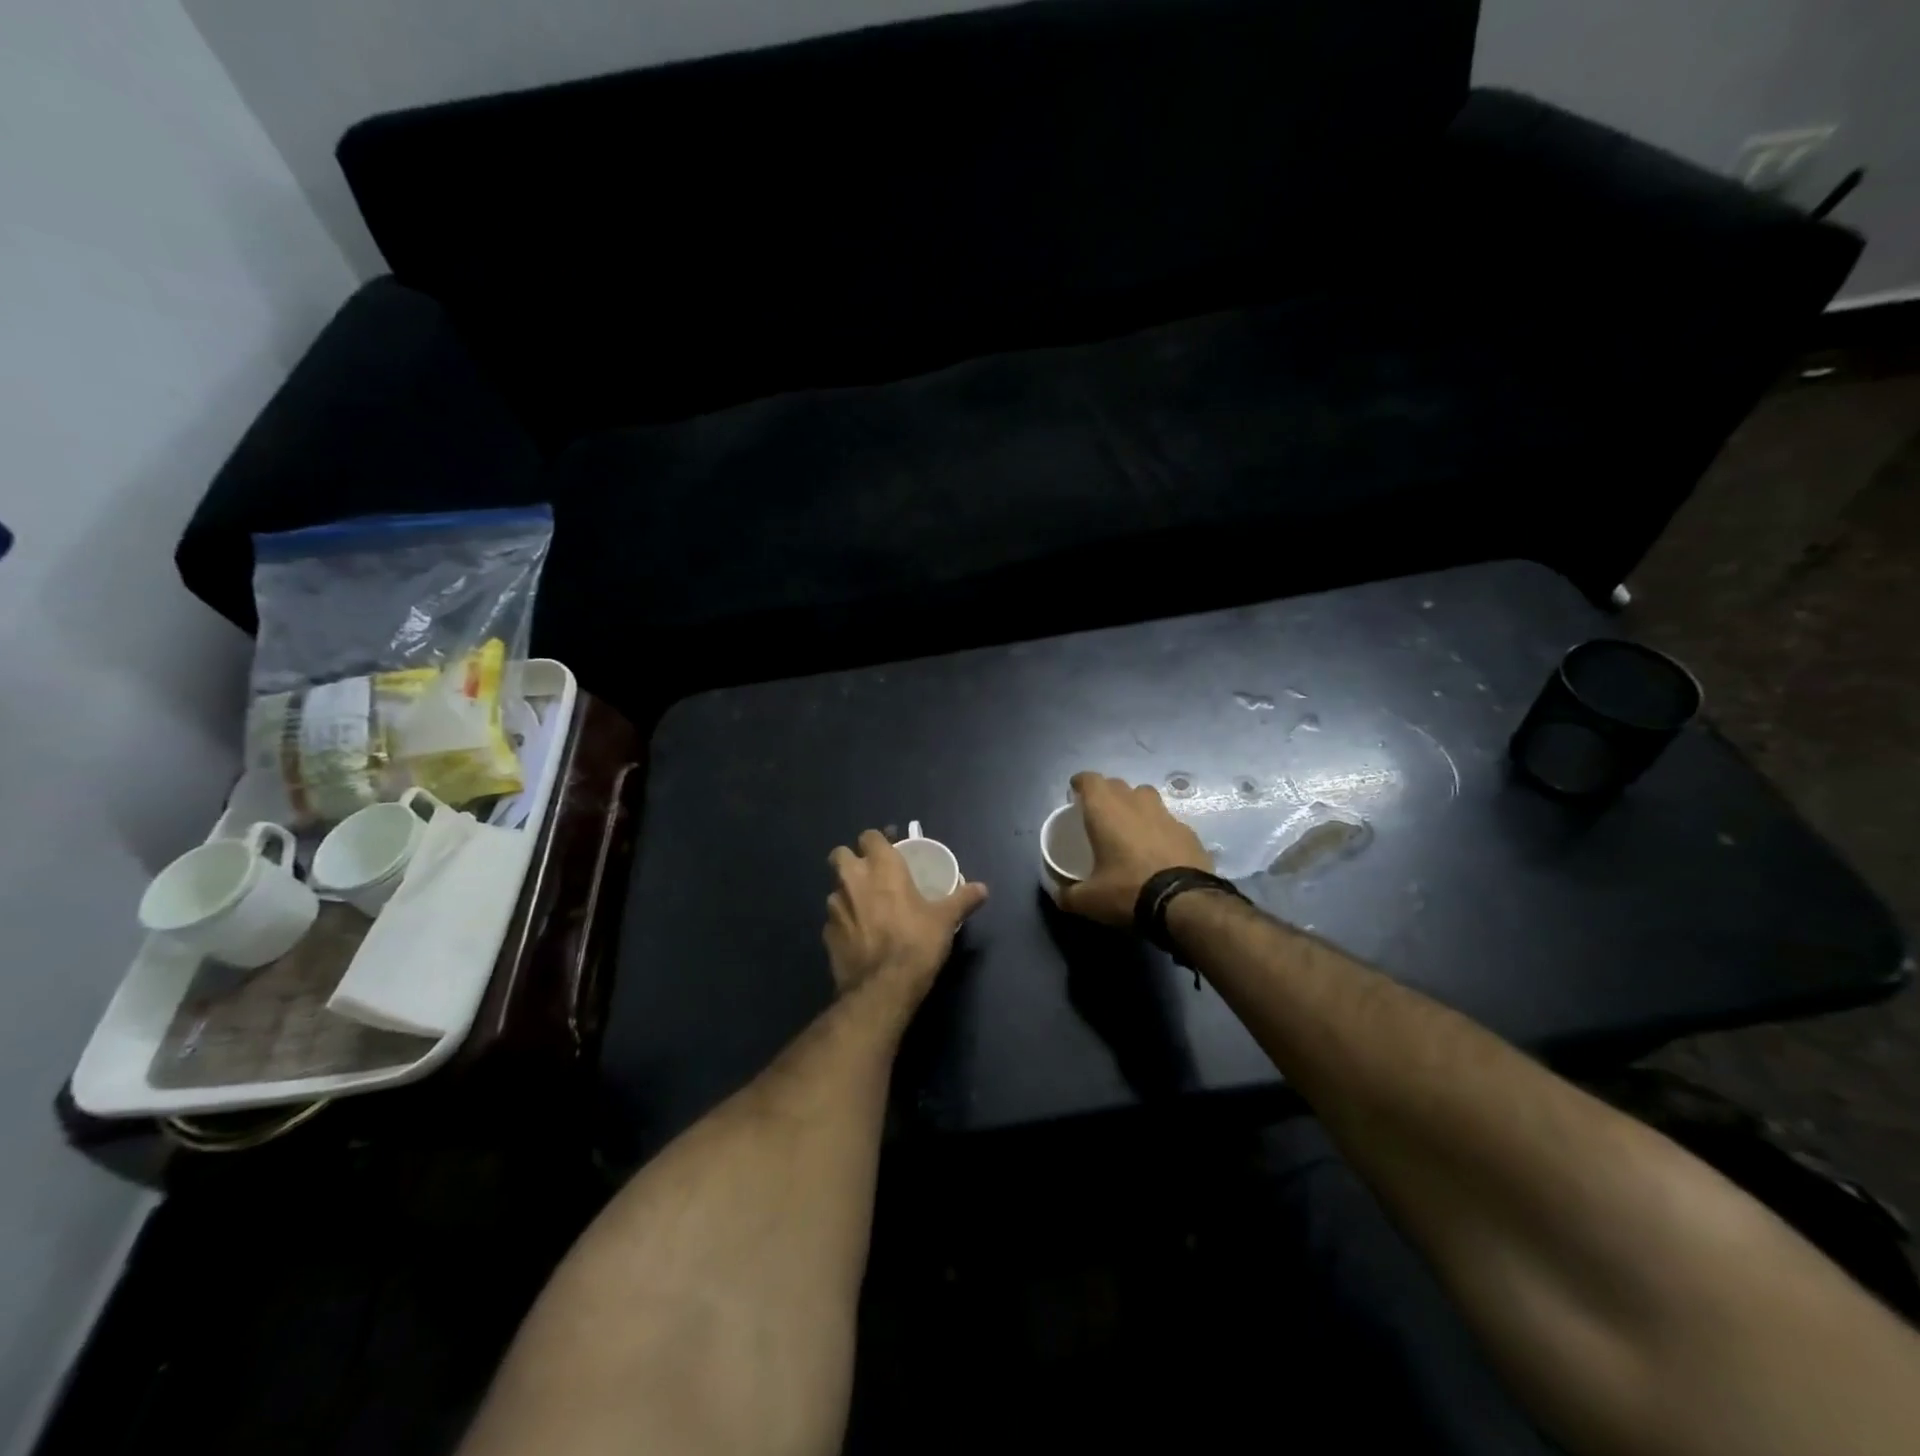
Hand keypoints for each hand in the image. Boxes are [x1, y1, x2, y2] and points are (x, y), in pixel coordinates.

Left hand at [825, 830, 987, 1010]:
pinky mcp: (826, 934)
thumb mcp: (945, 920)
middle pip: (840, 854)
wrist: (882, 989)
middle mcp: (853, 879)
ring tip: (866, 907)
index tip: (891, 851)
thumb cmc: (916, 943)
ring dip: (847, 892)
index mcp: (882, 867)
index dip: (878, 841)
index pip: (869, 836)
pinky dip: (844, 922)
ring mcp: (835, 907)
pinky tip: (859, 935)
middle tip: (872, 874)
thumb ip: (962, 899)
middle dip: (852, 859)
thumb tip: (983, 888)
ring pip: (835, 888)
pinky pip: (833, 919)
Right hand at [1058, 772, 1212, 928]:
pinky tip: (1157, 849)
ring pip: (1145, 796)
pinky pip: (1167, 820)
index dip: (1080, 784)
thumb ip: (1068, 894)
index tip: (1075, 794)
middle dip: (1106, 794)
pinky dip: (1158, 828)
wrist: (1186, 904)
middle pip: (1117, 785)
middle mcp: (1135, 804)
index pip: (1090, 780)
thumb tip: (1059, 895)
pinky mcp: (1188, 832)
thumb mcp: (1089, 901)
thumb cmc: (1128, 892)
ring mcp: (1166, 815)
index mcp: (1106, 811)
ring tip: (1130, 826)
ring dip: (1134, 805)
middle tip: (1099, 814)